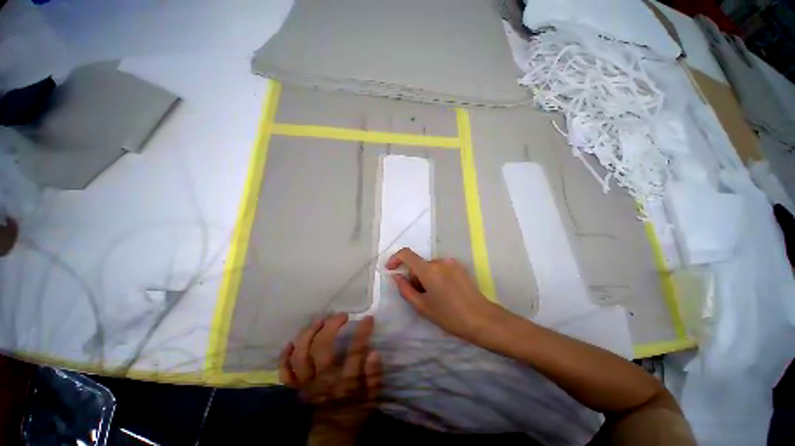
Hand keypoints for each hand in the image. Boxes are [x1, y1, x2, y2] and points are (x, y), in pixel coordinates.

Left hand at [280, 314, 380, 444]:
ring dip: (308, 334)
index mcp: (346, 382)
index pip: (355, 351)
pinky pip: (285, 372)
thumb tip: (374, 352)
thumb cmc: (355, 411)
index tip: (368, 318)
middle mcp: (324, 380)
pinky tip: (292, 343)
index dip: (362, 332)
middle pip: (322, 347)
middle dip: (331, 326)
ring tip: (319, 321)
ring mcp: (308, 383)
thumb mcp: (372, 396)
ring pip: (301, 355)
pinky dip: (285, 357)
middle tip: (341, 316)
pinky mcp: (298, 388)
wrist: (333, 435)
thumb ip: (374, 375)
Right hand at [386, 248, 506, 343]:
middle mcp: (439, 261)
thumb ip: (405, 289)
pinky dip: (436, 276)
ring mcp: (451, 263)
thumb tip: (396, 276)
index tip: (391, 269)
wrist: (481, 319)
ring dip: (425, 277)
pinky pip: (441, 268)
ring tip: (433, 297)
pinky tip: (444, 292)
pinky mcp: (459, 267)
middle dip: (413, 276)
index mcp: (428, 270)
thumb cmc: (449, 316)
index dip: (395, 258)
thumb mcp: (422, 306)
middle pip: (419, 263)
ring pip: (429, 266)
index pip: (406, 253)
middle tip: (418, 295)